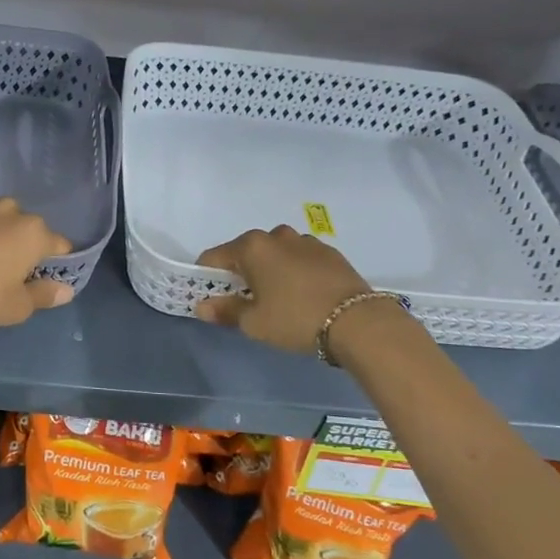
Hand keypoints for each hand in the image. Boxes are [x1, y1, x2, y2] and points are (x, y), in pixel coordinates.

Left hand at [0, 198, 74, 331]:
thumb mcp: (16, 307)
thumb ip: (44, 295)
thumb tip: (65, 290)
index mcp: (33, 232)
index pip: (59, 245)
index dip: (56, 263)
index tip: (44, 279)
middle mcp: (9, 210)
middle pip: (27, 229)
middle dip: (23, 247)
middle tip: (8, 274)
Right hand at [192, 226, 375, 354]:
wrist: (357, 321)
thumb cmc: (295, 319)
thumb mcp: (254, 322)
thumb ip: (225, 311)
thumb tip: (202, 307)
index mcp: (252, 247)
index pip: (214, 256)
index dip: (207, 276)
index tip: (211, 296)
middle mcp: (276, 236)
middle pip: (246, 251)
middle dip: (240, 272)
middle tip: (246, 301)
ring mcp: (305, 241)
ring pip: (275, 253)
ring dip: (269, 269)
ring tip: (278, 297)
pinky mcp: (329, 251)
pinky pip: (299, 258)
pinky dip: (294, 271)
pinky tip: (303, 294)